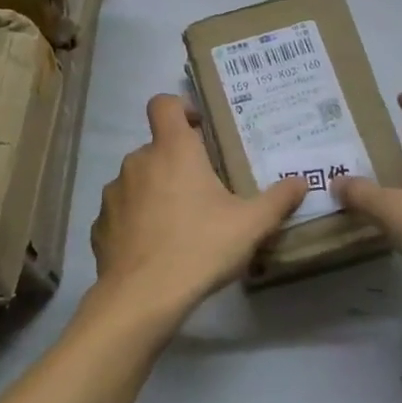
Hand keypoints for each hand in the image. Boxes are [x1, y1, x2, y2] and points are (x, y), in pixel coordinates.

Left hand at [90, 94, 307, 321]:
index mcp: (173, 150)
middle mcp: (138, 162)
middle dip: (179, 162)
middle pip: (157, 147)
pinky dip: (137, 221)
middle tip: (205, 190)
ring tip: (180, 223)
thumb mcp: (251, 224)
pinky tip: (155, 248)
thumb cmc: (200, 247)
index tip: (200, 129)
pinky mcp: (100, 226)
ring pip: (139, 180)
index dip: (181, 108)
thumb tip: (301, 182)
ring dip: (157, 191)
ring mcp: (114, 194)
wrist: (142, 298)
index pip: (164, 104)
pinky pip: (123, 213)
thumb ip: (278, 199)